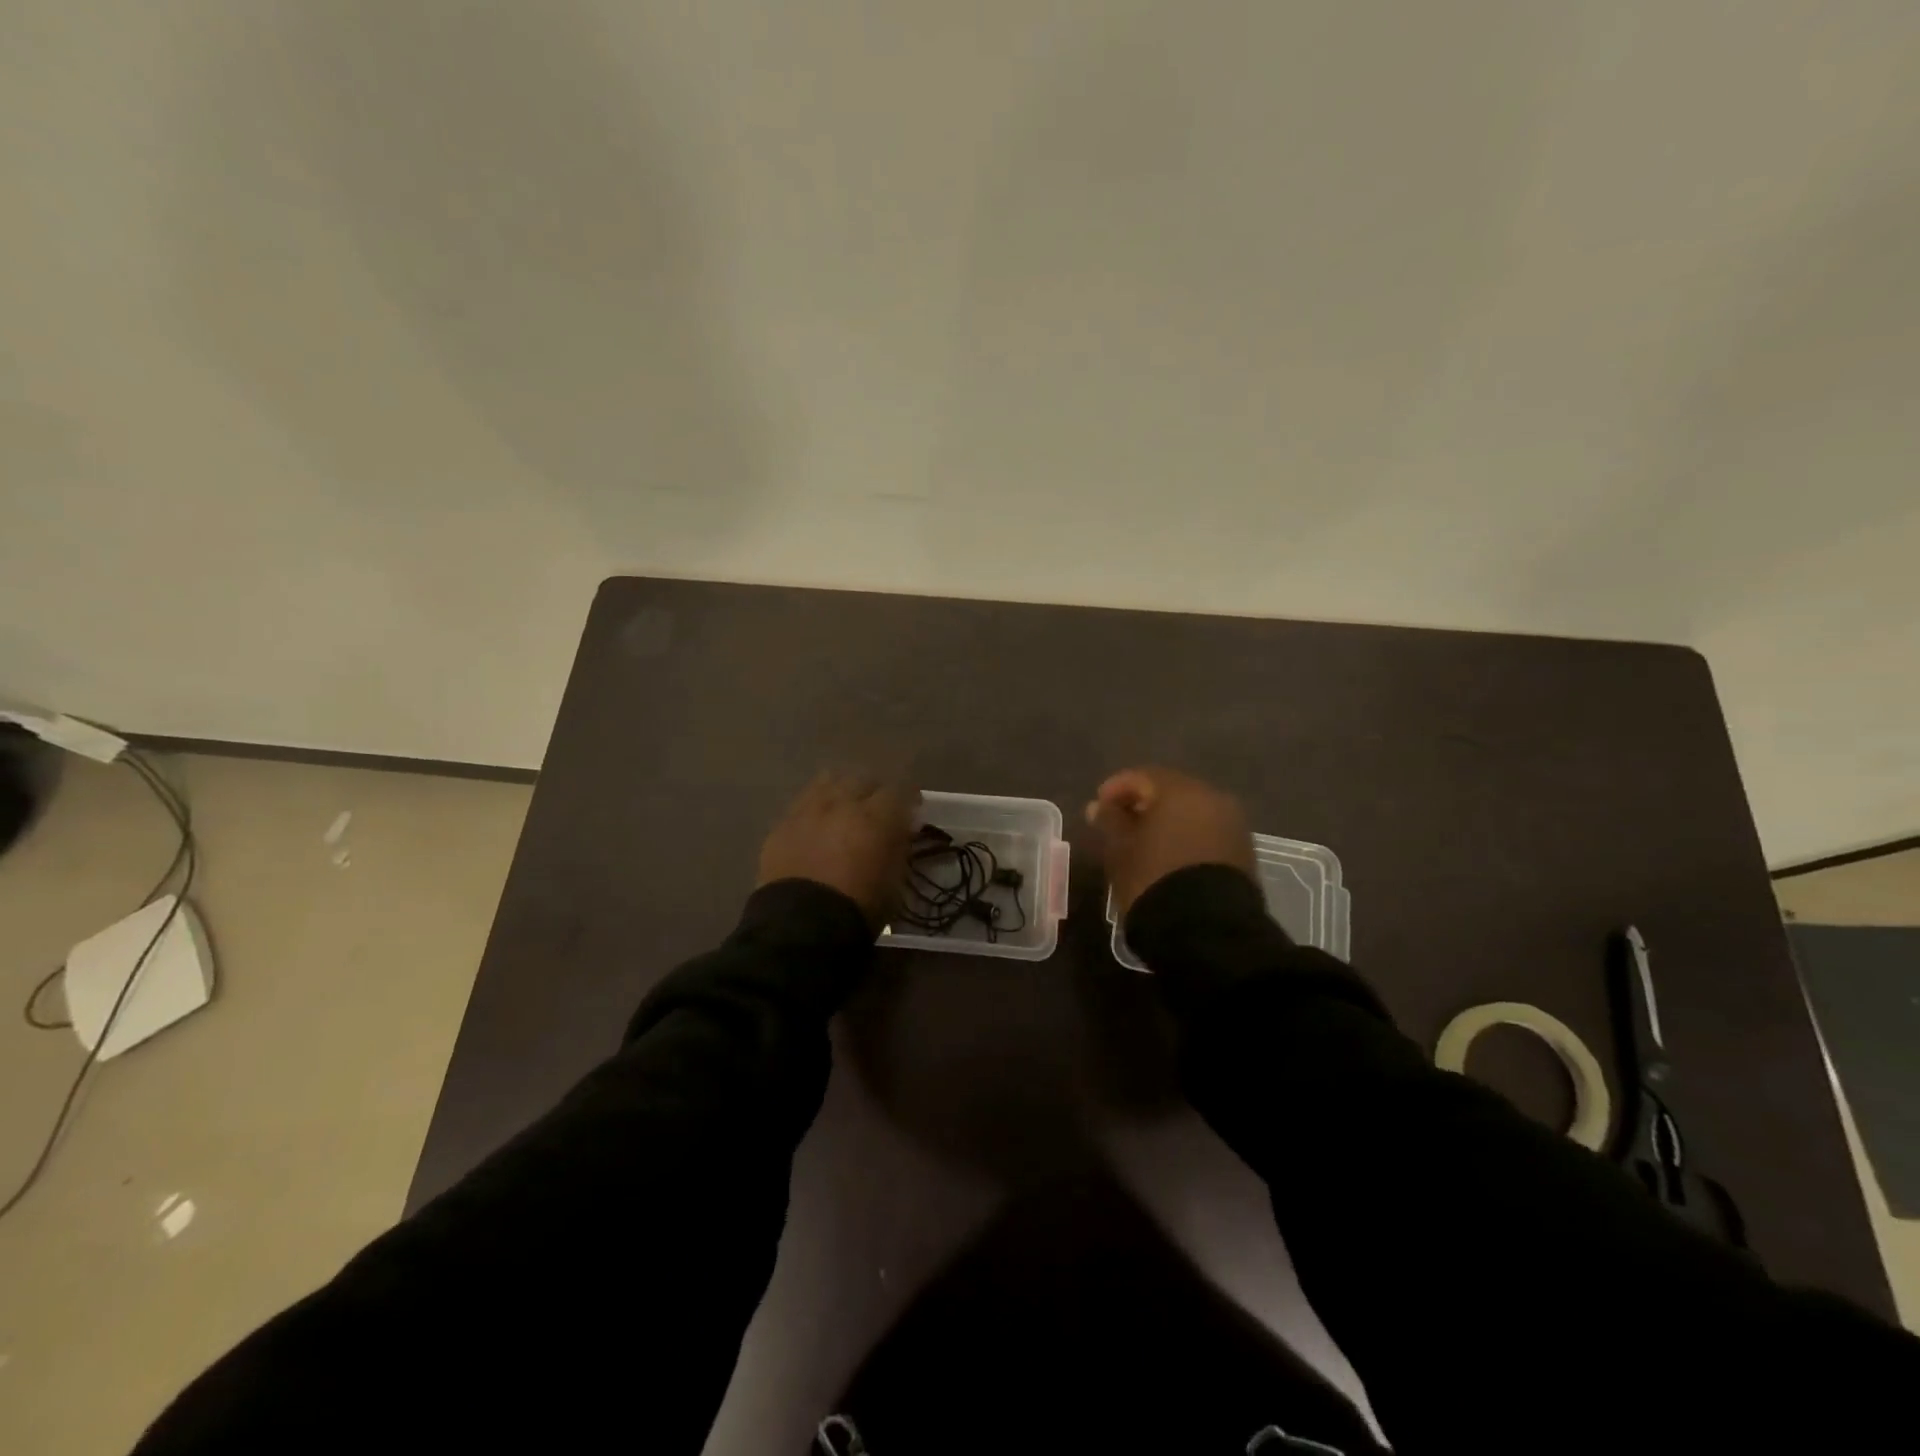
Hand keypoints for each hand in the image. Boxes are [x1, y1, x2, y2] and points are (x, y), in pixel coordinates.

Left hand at [757, 771, 918, 929]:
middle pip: (863, 779)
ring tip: (843, 810)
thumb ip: (900, 847)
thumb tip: (904, 829)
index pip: (900, 790)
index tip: (912, 813)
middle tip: (877, 811)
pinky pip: (802, 803)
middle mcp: (842, 803)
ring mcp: (808, 810)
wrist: (801, 927)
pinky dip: (815, 809)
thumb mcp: (895, 882)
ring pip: (829, 781)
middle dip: (874, 791)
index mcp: (876, 816)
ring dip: (841, 791)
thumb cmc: (859, 908)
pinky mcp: (782, 825)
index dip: (908, 799)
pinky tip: (815, 826)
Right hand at [1086, 766, 1253, 914]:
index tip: (1099, 807)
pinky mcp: (1243, 852)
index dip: (1117, 788)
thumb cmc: (1154, 878)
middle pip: (1171, 791)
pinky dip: (1187, 837)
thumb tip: (1100, 805)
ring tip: (1144, 843)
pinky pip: (1208, 833)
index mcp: (1181, 790)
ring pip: (1192, 812)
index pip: (1143, 776)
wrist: (1208, 929)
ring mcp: (1233, 825)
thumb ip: (1110, 820)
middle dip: (1144, 803)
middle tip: (1120, 823)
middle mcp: (1213, 798)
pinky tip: (1169, 856)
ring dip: (1167, 821)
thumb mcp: (1120, 849)